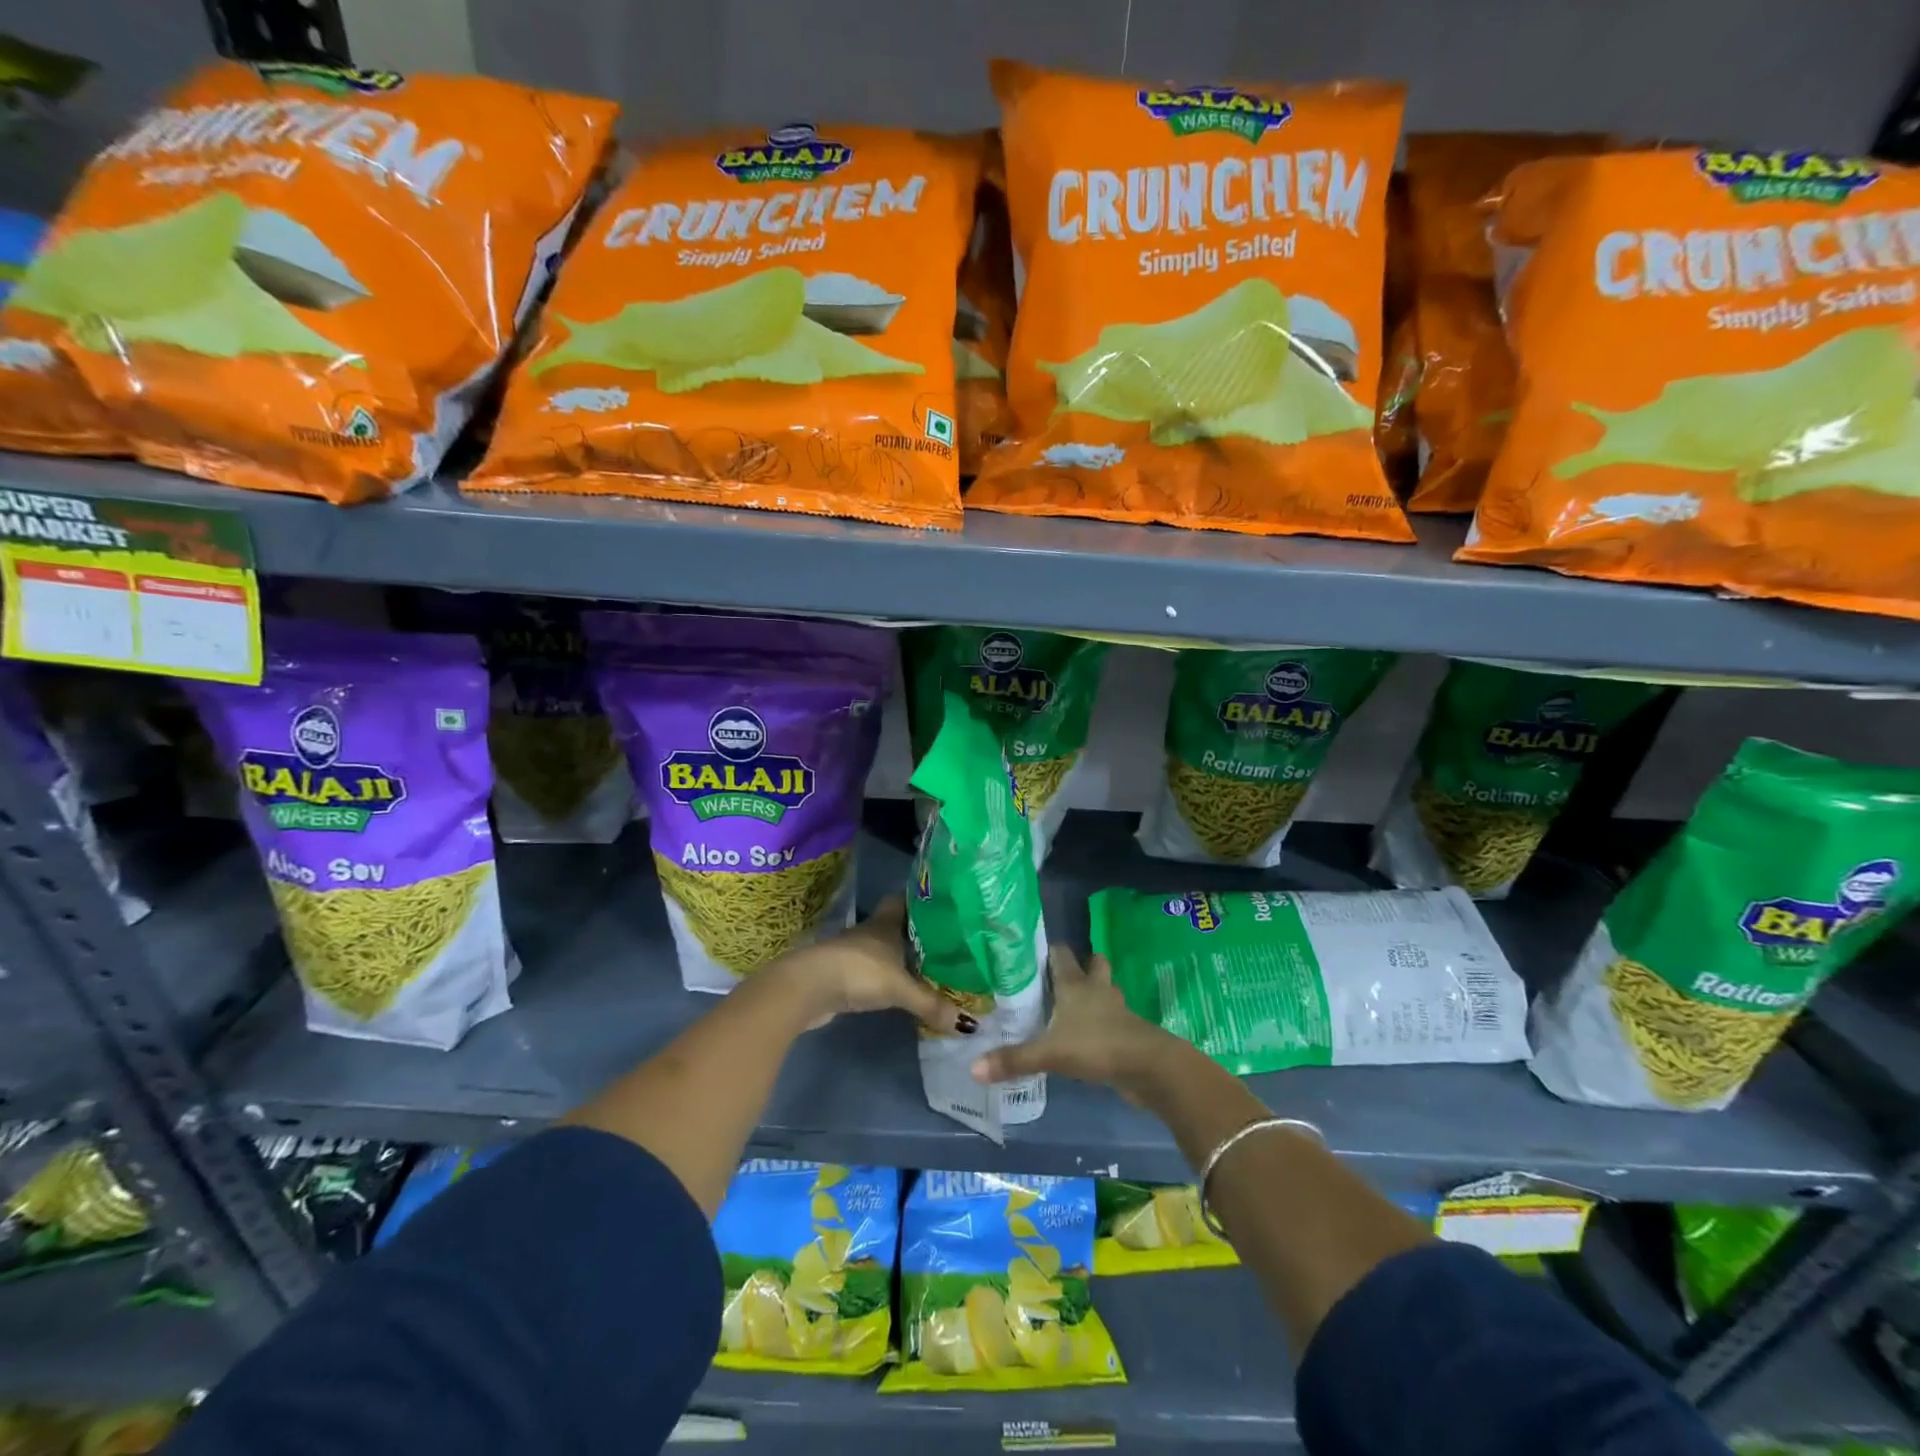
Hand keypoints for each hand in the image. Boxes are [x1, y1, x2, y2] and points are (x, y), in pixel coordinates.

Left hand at [773, 895, 970, 1033]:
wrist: (808, 987)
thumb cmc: (859, 971)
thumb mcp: (900, 988)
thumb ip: (932, 1004)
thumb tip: (970, 1025)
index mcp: (886, 923)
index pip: (905, 900)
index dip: (921, 901)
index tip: (943, 906)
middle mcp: (870, 932)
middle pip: (895, 925)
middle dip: (916, 932)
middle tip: (945, 941)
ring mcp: (853, 952)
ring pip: (883, 948)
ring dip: (899, 956)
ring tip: (928, 966)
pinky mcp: (842, 974)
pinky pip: (872, 970)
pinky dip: (885, 976)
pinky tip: (898, 988)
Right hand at [971, 943, 1177, 1093]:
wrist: (1148, 1067)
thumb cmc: (1096, 1046)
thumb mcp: (1050, 1053)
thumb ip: (1014, 1060)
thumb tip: (973, 1069)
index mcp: (1075, 985)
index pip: (1061, 954)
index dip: (1049, 950)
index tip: (1033, 952)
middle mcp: (1096, 990)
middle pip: (1093, 964)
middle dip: (1081, 966)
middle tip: (1058, 977)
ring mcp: (1117, 1009)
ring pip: (1105, 990)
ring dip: (1094, 993)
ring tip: (1073, 1005)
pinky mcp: (1128, 1031)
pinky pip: (1112, 1018)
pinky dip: (1102, 1021)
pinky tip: (1088, 1035)